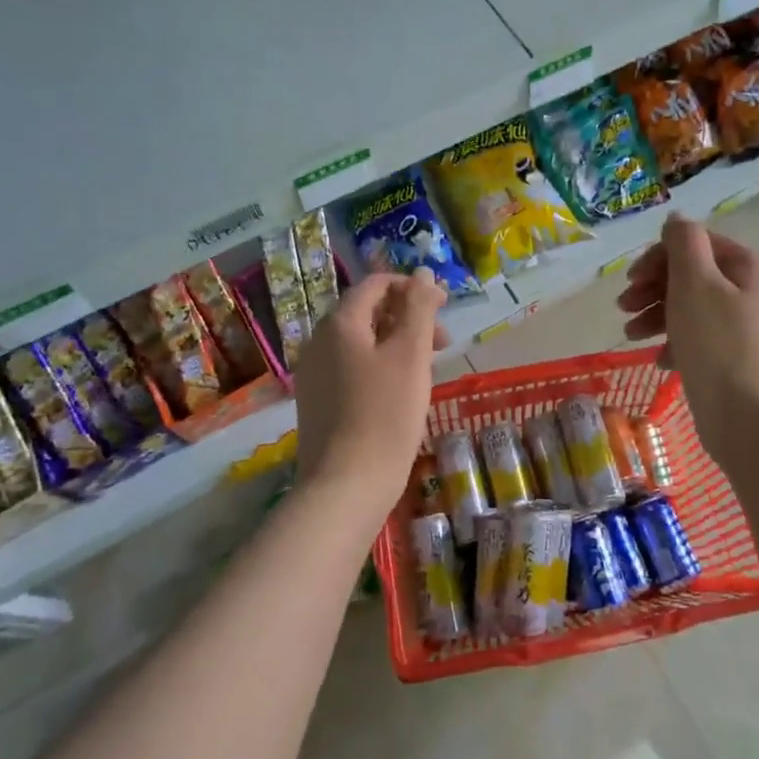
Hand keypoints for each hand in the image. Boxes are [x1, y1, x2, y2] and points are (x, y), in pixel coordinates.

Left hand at [293, 270, 449, 510]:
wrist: (346, 485)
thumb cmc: (386, 414)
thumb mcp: (411, 354)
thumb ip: (419, 307)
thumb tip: (424, 273)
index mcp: (339, 323)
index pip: (376, 284)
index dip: (413, 287)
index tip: (445, 306)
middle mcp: (318, 341)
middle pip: (368, 312)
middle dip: (408, 317)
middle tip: (443, 342)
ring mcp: (313, 373)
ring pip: (361, 342)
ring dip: (397, 342)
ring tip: (427, 368)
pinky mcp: (316, 401)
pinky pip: (351, 367)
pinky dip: (380, 366)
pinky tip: (400, 391)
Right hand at [616, 213, 758, 444]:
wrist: (751, 423)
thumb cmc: (719, 345)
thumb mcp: (694, 283)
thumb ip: (683, 243)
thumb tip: (677, 218)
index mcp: (754, 268)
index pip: (699, 244)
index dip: (659, 256)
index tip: (630, 280)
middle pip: (695, 276)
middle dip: (654, 289)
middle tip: (623, 308)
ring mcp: (754, 329)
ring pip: (695, 308)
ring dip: (658, 315)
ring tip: (630, 336)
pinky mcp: (743, 361)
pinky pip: (704, 339)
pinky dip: (678, 343)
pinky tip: (660, 361)